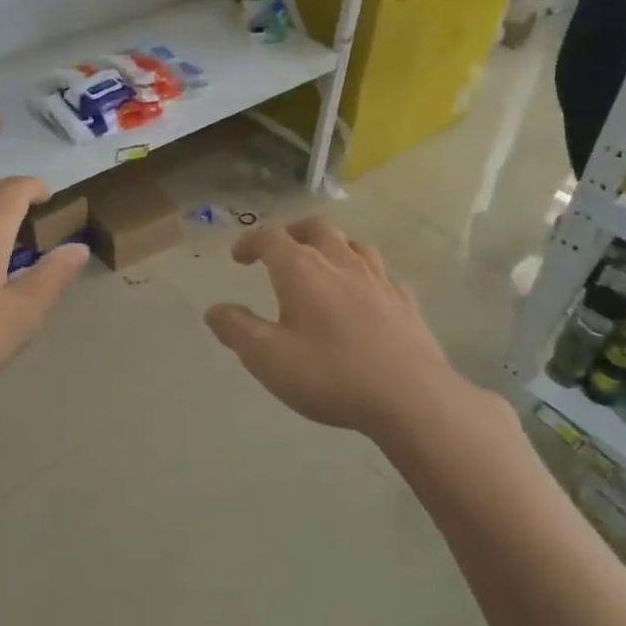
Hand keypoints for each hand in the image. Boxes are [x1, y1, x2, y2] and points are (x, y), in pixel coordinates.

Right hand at [204, 217, 464, 441]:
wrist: (412, 397)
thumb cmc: (331, 375)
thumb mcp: (268, 359)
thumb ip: (237, 330)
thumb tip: (214, 310)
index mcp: (302, 270)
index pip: (270, 238)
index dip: (250, 242)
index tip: (239, 257)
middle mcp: (340, 262)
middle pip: (315, 228)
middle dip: (292, 232)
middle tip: (279, 250)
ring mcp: (378, 279)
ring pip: (352, 244)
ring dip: (331, 246)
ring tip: (321, 265)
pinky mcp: (405, 301)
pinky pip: (380, 273)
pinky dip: (363, 274)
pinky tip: (363, 295)